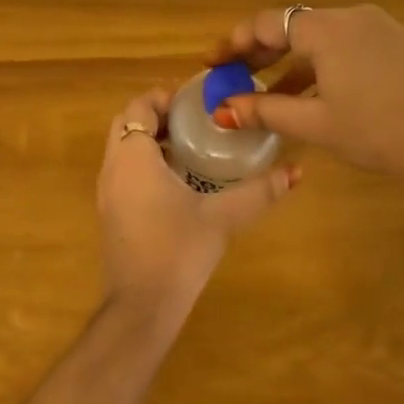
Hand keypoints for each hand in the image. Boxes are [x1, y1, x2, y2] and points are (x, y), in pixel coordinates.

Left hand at [96, 88, 299, 330]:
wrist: (141, 306)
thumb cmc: (178, 251)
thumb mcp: (223, 217)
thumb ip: (259, 192)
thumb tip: (296, 171)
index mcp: (133, 158)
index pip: (139, 107)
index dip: (164, 97)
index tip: (195, 100)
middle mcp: (113, 168)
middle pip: (126, 124)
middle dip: (156, 115)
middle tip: (194, 120)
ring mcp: (107, 192)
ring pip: (122, 149)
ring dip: (150, 140)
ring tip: (192, 146)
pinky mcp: (110, 213)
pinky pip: (123, 171)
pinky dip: (144, 162)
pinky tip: (179, 181)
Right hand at [208, 4, 403, 201]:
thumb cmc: (383, 132)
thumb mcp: (318, 125)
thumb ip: (266, 112)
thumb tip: (222, 109)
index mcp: (326, 29)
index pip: (266, 23)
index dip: (234, 42)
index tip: (212, 64)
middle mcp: (351, 17)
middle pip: (292, 26)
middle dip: (259, 51)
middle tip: (233, 76)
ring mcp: (380, 28)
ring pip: (320, 38)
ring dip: (290, 62)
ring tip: (269, 94)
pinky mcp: (399, 44)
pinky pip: (346, 46)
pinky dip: (320, 65)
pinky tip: (315, 95)